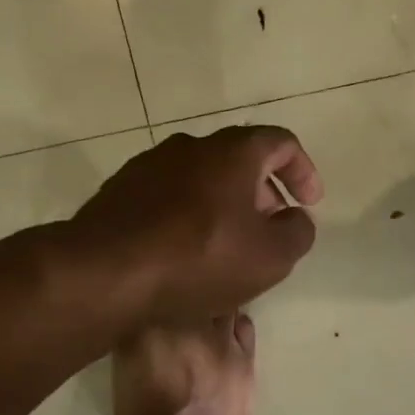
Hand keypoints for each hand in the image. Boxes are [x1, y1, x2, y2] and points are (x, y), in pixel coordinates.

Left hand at [70, 126, 324, 323]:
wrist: (105, 271)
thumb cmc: (200, 258)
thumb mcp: (271, 256)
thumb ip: (298, 233)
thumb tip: (296, 219)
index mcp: (233, 152)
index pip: (281, 143)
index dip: (303, 171)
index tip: (309, 203)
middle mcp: (190, 146)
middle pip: (240, 159)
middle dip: (264, 191)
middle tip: (271, 227)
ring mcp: (149, 166)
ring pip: (202, 178)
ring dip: (225, 204)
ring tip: (229, 245)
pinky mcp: (120, 191)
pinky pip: (169, 196)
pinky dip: (189, 215)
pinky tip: (187, 251)